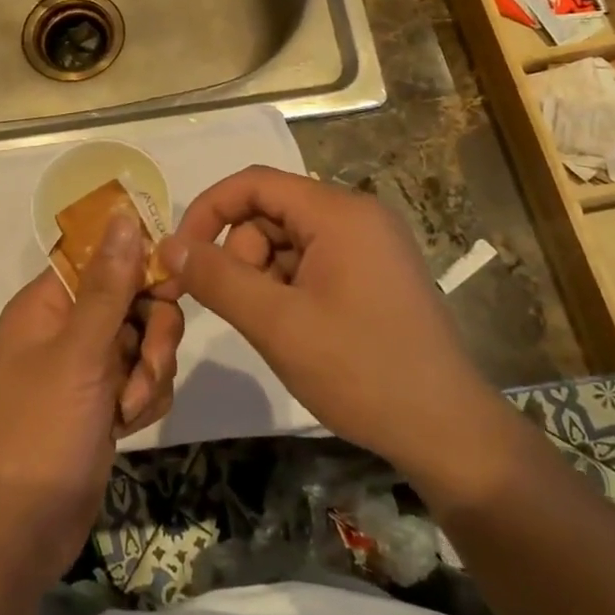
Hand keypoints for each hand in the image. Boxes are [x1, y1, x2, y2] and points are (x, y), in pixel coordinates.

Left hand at [0, 213, 184, 581]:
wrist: (21, 529)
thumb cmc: (41, 430)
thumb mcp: (80, 353)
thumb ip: (109, 285)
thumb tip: (123, 215)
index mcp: (48, 304)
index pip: (103, 258)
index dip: (140, 268)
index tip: (169, 289)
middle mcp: (66, 327)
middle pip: (134, 299)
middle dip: (151, 335)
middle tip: (147, 366)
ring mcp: (86, 367)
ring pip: (145, 341)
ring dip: (150, 373)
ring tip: (129, 409)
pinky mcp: (103, 402)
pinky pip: (143, 378)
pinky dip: (144, 399)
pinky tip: (127, 427)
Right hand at [157, 167, 491, 484]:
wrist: (447, 431)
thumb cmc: (360, 370)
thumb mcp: (277, 324)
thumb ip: (217, 278)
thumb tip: (168, 245)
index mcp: (338, 212)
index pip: (254, 183)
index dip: (208, 211)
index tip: (180, 256)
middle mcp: (357, 215)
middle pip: (270, 213)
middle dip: (240, 254)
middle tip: (240, 308)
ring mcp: (370, 244)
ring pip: (288, 241)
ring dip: (264, 277)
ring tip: (276, 327)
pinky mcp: (375, 272)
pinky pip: (313, 262)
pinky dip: (289, 288)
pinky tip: (298, 330)